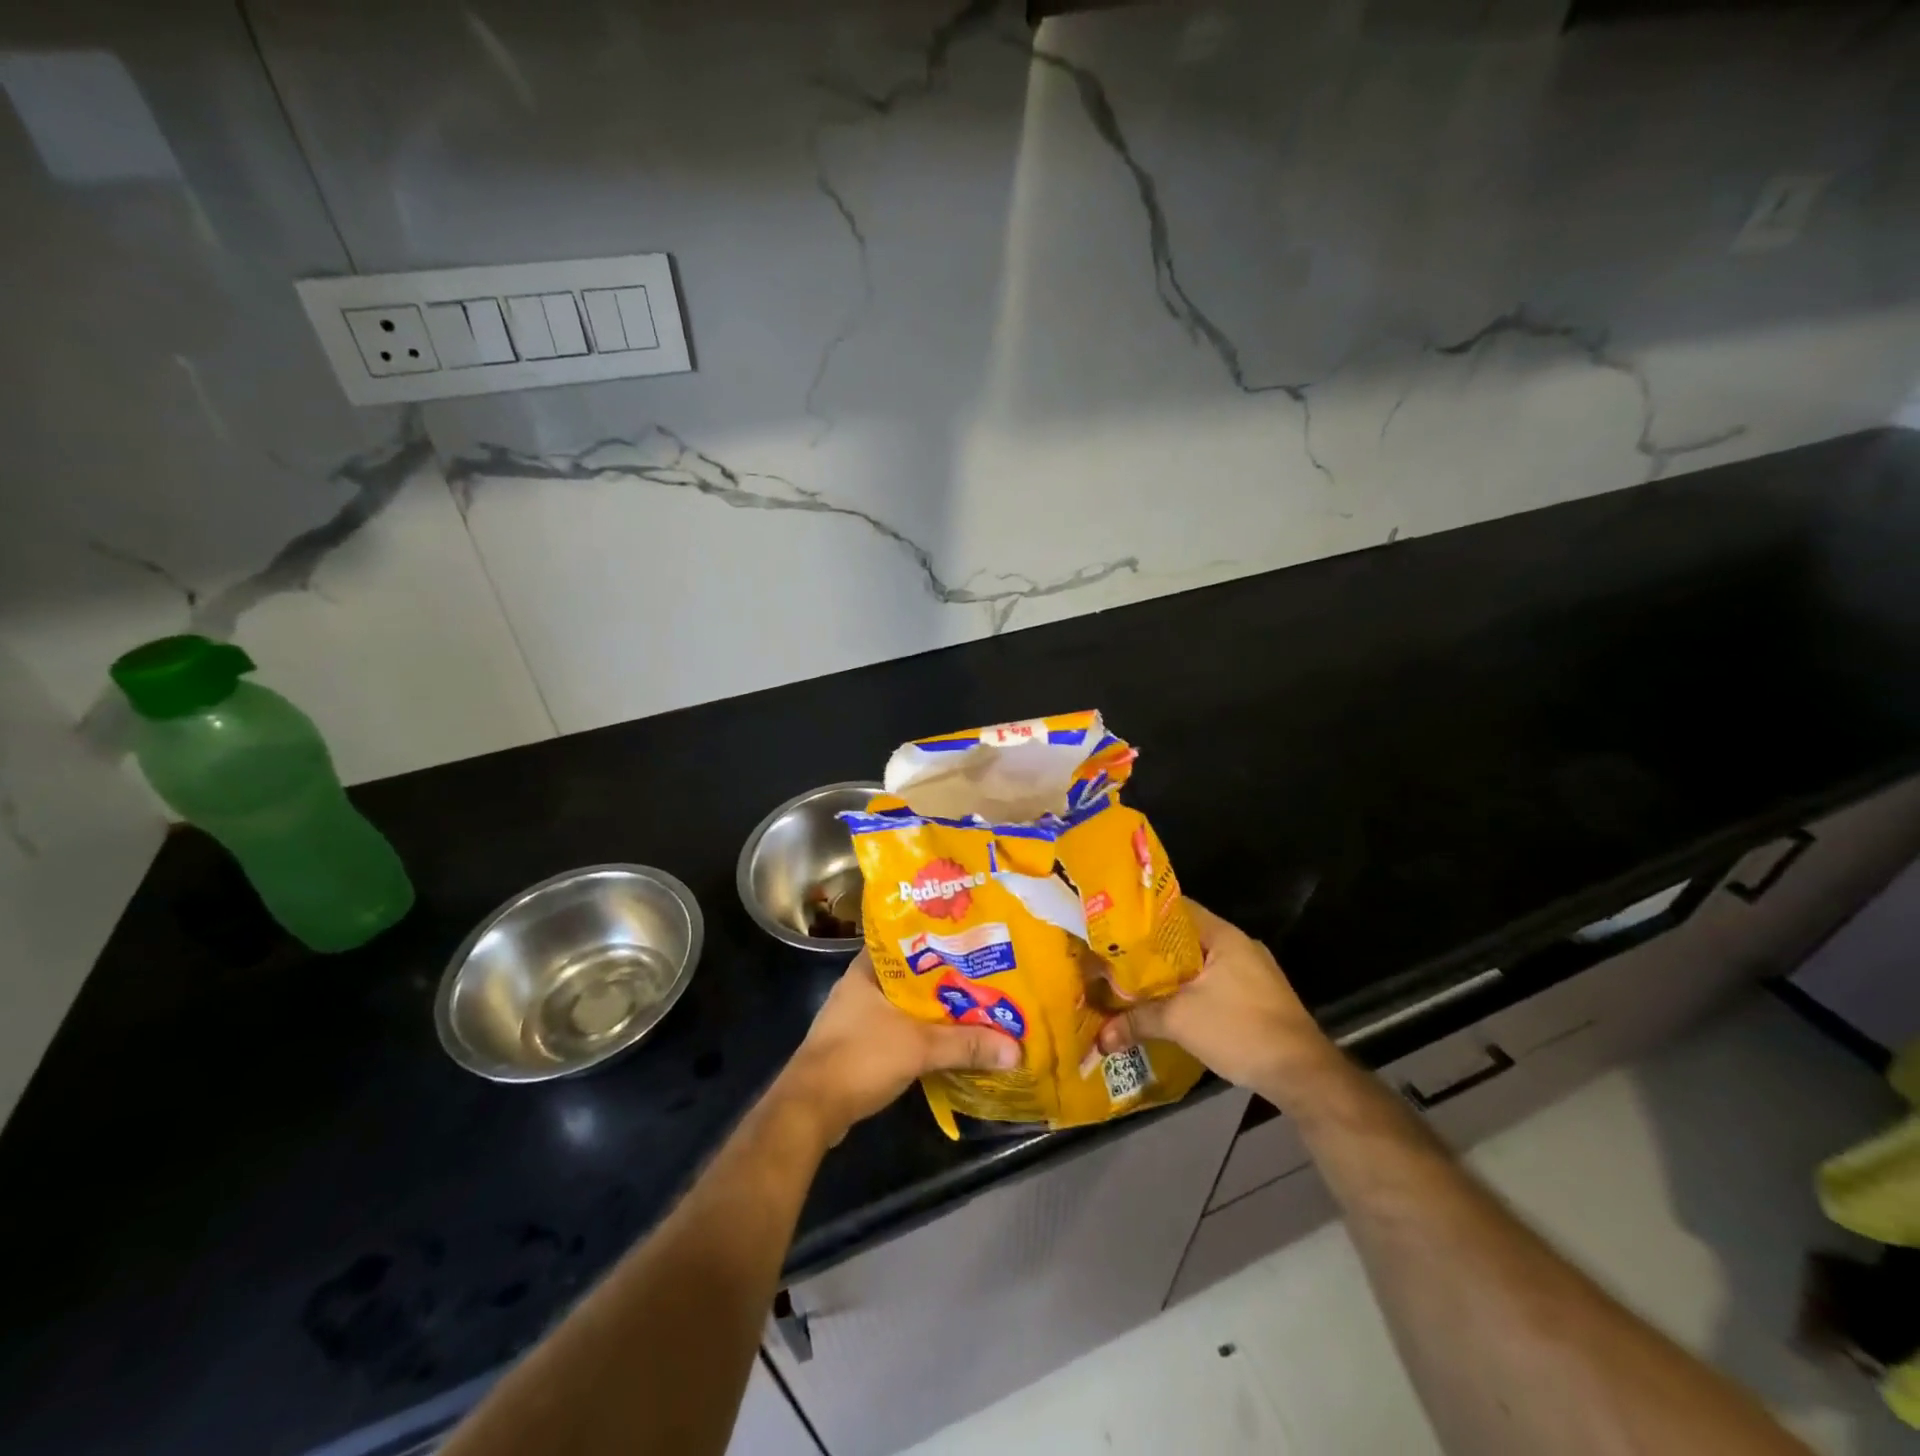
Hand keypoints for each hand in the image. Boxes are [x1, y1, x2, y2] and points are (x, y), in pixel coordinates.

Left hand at [774, 951, 1020, 1146]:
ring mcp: (856, 1015)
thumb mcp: (919, 1047)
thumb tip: (1016, 1049)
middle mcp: (861, 985)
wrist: (810, 1109)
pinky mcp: (857, 1043)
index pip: (909, 939)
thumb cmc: (860, 1057)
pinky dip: (920, 1032)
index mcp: (869, 968)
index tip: (973, 940)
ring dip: (934, 1009)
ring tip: (974, 1006)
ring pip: (905, 1004)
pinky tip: (946, 1039)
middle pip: (912, 975)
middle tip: (985, 977)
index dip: (942, 939)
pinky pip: (898, 1028)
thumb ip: (966, 1045)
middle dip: (946, 979)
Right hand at [1096, 900, 1334, 1104]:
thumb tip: (1099, 1038)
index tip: (1113, 926)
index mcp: (1223, 935)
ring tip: (1134, 984)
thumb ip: (1137, 1021)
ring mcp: (1253, 973)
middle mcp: (1239, 946)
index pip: (1176, 908)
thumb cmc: (1240, 1029)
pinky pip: (1213, 984)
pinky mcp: (1258, 998)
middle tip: (1115, 958)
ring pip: (1199, 965)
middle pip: (1185, 939)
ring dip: (1171, 975)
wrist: (1302, 1075)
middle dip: (1151, 951)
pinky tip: (1169, 1008)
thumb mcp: (1180, 1022)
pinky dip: (1190, 992)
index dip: (1142, 915)